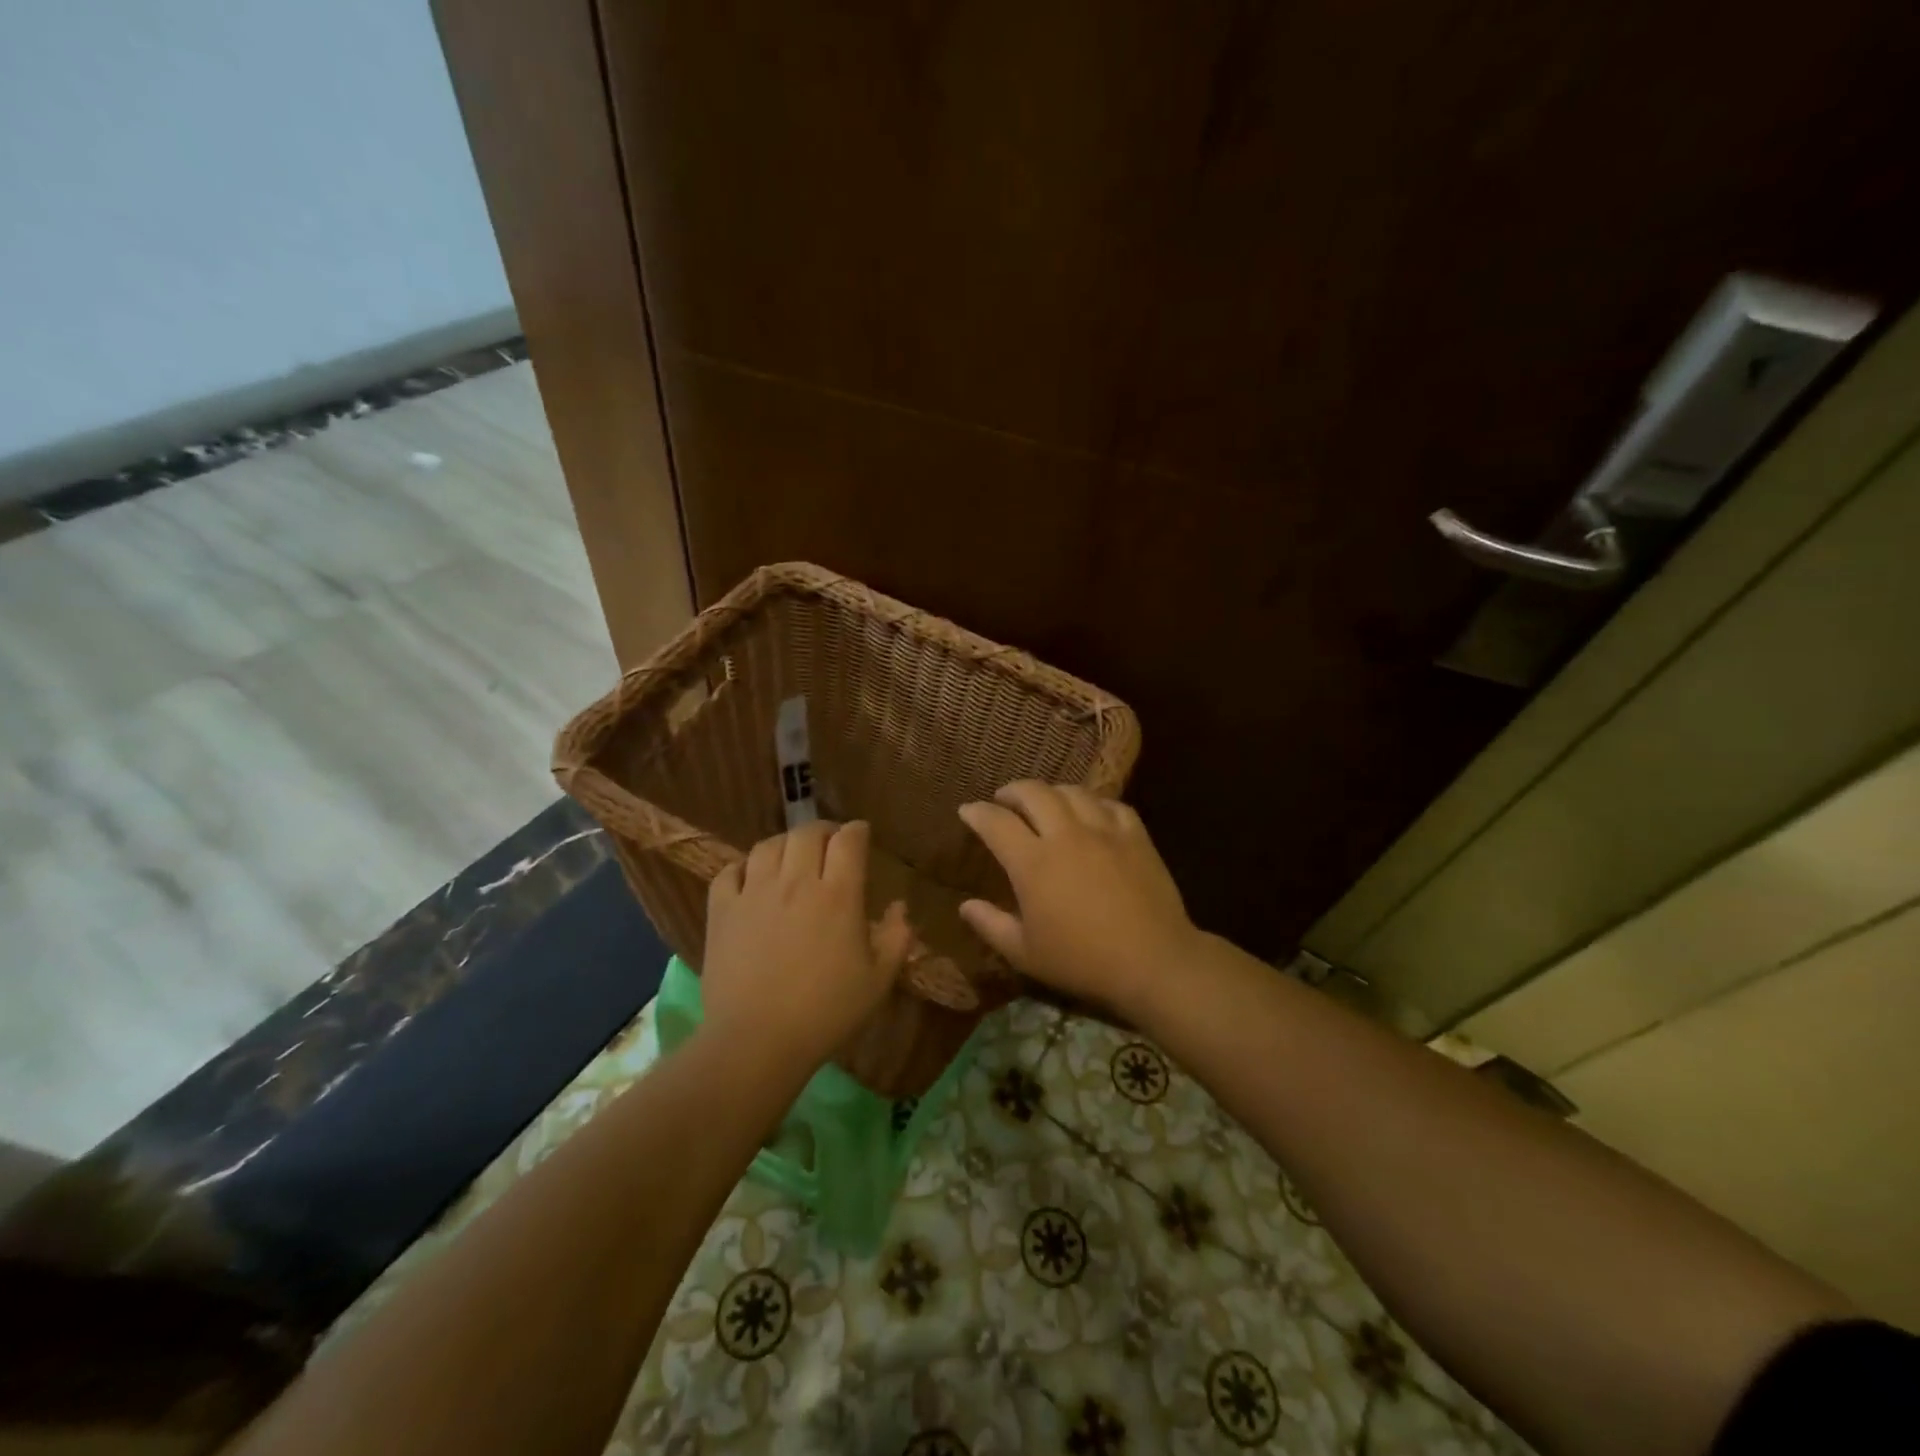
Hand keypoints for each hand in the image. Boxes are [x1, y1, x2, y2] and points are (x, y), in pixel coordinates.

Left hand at [702, 821, 911, 1073]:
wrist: (756, 1042)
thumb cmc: (825, 1013)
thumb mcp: (878, 981)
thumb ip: (896, 938)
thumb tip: (900, 906)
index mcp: (838, 895)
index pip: (848, 840)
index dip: (857, 831)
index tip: (862, 835)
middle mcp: (795, 882)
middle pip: (807, 832)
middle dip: (823, 830)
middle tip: (830, 843)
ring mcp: (754, 893)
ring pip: (768, 845)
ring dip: (785, 844)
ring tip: (792, 857)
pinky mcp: (722, 911)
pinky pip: (730, 871)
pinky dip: (744, 867)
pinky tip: (751, 879)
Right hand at [957, 781, 1198, 1018]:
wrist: (1153, 962)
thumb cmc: (1082, 962)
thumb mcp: (1025, 953)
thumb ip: (991, 925)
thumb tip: (965, 905)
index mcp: (1033, 862)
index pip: (996, 822)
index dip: (977, 812)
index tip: (967, 811)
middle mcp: (1065, 835)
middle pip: (1033, 792)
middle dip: (1012, 791)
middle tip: (1004, 800)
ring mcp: (1104, 831)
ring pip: (1072, 792)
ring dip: (1051, 792)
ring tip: (1046, 802)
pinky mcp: (1135, 835)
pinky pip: (1110, 804)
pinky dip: (1093, 803)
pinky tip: (1091, 813)